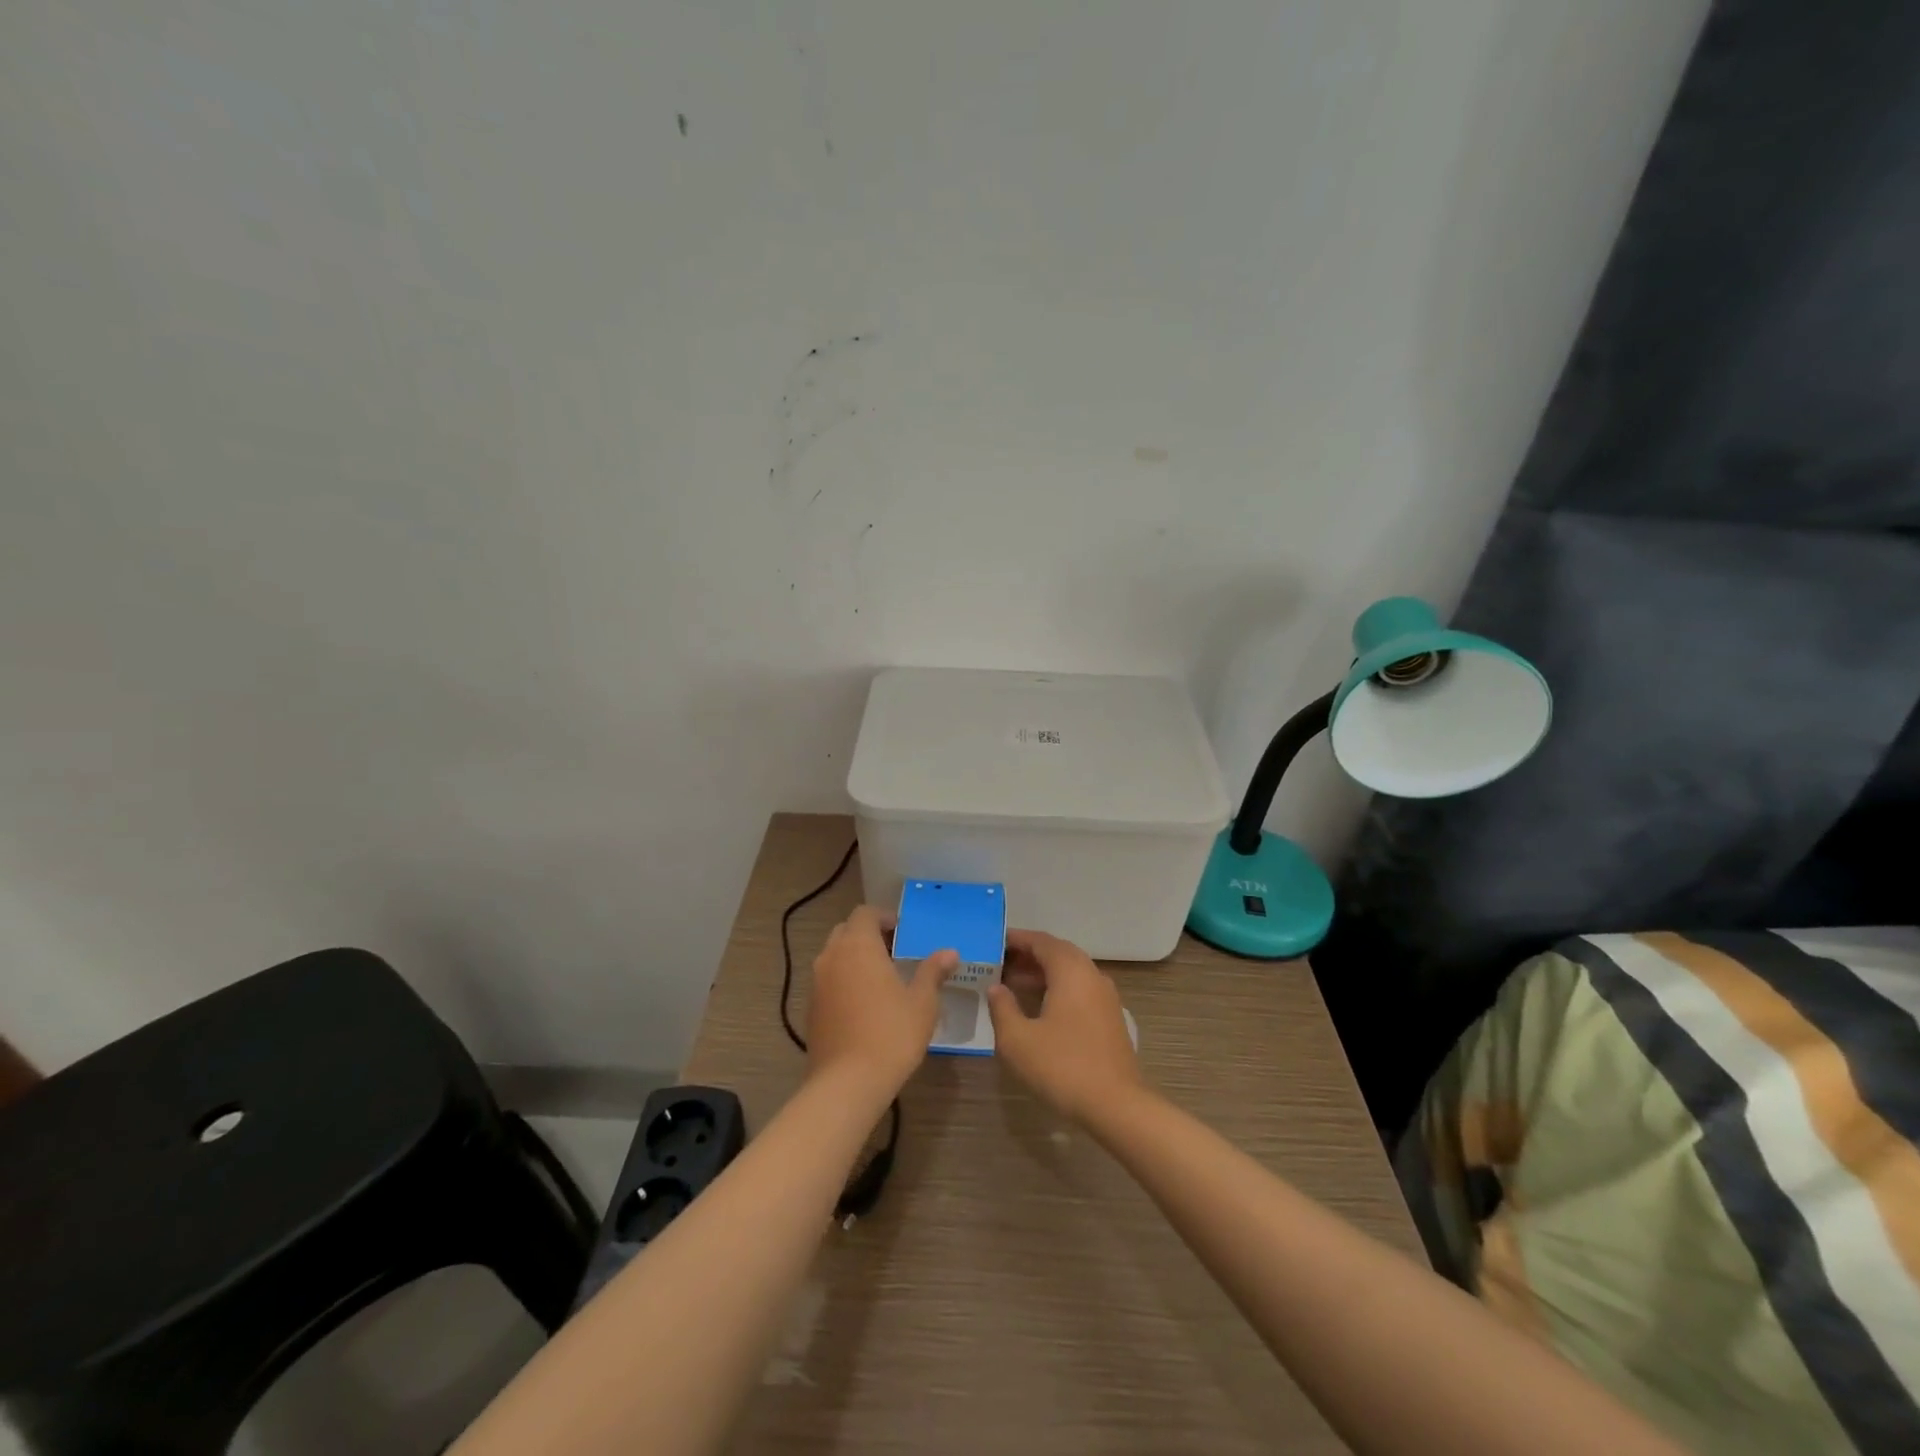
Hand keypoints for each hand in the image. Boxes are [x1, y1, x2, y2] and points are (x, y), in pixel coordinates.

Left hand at [807, 905, 956, 1099]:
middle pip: (847, 931)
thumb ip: (933, 972)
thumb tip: (949, 953)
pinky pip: (828, 981)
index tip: (904, 932)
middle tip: (895, 953)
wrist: (847, 1083)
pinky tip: (865, 1005)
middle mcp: (832, 956)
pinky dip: (844, 981)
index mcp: (858, 945)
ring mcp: (817, 983)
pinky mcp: (811, 1008)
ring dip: (855, 958)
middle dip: (868, 935)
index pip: (865, 913)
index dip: (884, 917)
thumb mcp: (922, 1002)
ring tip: (882, 979)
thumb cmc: (891, 1034)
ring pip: (834, 956)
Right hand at [988, 929, 1142, 1122]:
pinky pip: (1080, 989)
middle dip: (1029, 955)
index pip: (1041, 941)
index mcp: (1070, 971)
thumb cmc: (1062, 1066)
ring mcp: (1105, 997)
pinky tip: (1040, 1009)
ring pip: (1071, 972)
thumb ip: (1002, 1008)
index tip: (994, 941)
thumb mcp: (1018, 1040)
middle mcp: (1092, 975)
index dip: (1017, 939)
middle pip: (1058, 953)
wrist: (1116, 1105)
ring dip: (1043, 973)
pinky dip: (1058, 988)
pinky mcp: (1110, 1018)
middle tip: (1000, 963)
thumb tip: (996, 988)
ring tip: (1013, 985)